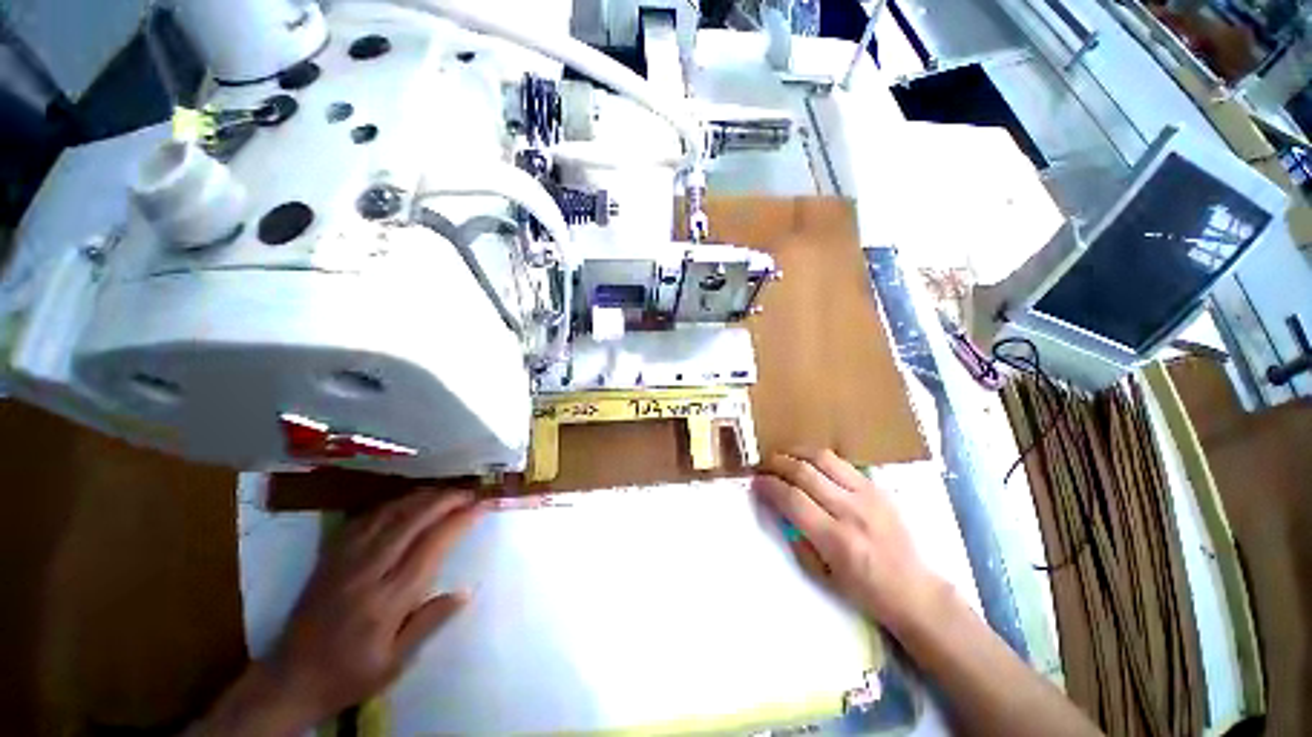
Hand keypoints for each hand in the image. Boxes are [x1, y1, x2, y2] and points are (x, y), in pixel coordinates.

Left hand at [266, 491, 484, 725]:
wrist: (289, 680)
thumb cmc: (349, 676)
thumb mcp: (395, 663)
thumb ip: (430, 622)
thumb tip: (467, 591)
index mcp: (387, 600)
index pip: (432, 546)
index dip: (460, 520)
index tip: (482, 506)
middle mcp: (367, 572)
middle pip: (412, 520)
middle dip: (446, 499)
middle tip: (470, 492)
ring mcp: (344, 560)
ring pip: (388, 514)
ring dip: (421, 497)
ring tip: (445, 491)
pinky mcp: (330, 557)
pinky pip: (363, 519)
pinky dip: (391, 505)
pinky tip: (405, 502)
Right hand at [753, 450, 943, 632]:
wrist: (915, 589)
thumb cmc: (864, 590)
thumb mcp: (821, 575)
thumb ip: (796, 538)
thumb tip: (777, 507)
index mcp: (836, 540)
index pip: (792, 499)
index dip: (769, 486)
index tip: (756, 482)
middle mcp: (851, 511)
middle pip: (804, 473)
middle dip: (777, 464)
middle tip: (764, 465)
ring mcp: (868, 495)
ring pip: (823, 459)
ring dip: (796, 453)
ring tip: (782, 456)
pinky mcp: (878, 487)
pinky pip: (841, 462)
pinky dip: (818, 458)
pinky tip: (809, 462)